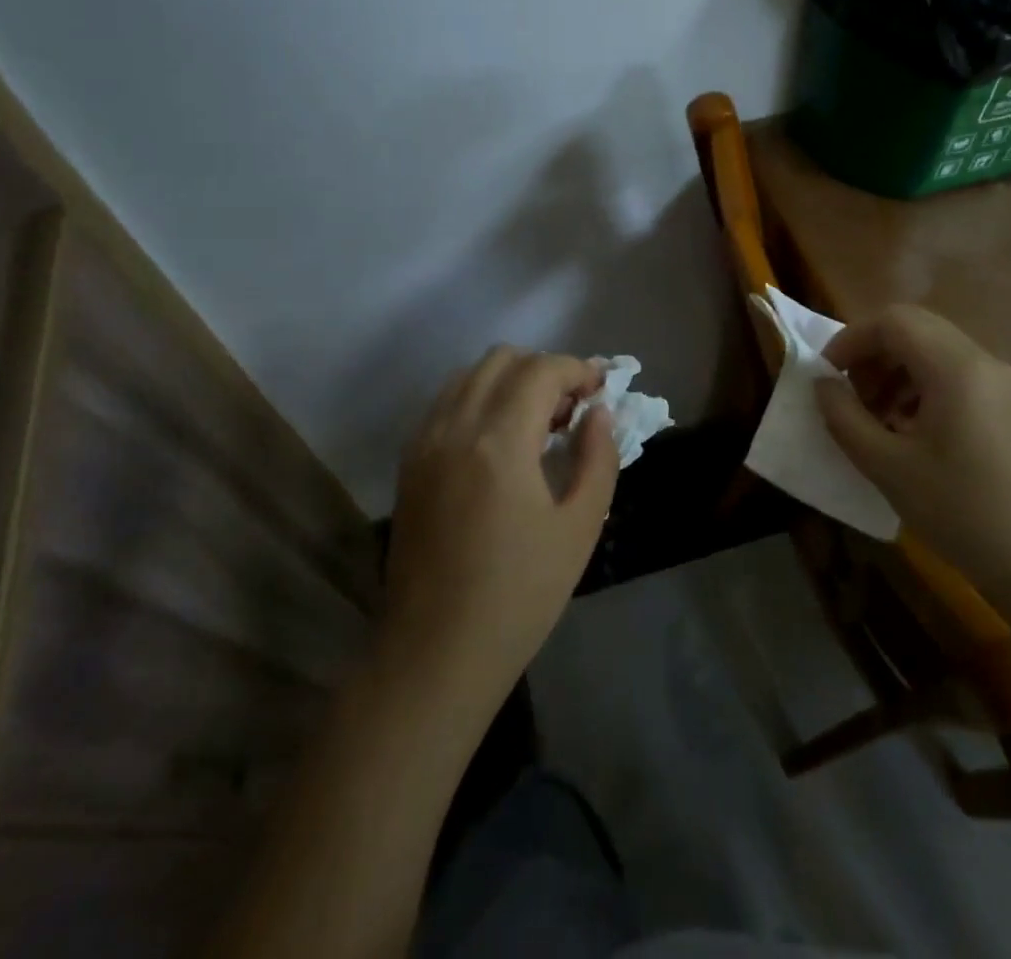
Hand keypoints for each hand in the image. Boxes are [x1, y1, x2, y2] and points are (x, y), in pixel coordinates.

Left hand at [381, 346, 618, 705]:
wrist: (436, 651)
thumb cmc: (519, 595)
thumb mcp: (579, 527)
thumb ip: (598, 458)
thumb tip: (600, 413)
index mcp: (500, 441)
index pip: (542, 370)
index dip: (578, 369)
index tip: (601, 389)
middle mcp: (455, 426)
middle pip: (502, 359)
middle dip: (544, 369)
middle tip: (571, 410)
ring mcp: (424, 442)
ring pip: (469, 375)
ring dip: (509, 380)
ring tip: (536, 422)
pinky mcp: (409, 461)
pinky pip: (446, 402)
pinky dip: (478, 398)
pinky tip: (498, 440)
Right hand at [813, 305, 1010, 609]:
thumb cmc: (963, 514)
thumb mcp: (888, 467)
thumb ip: (844, 417)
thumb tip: (821, 384)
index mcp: (956, 368)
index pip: (893, 321)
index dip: (850, 340)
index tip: (826, 376)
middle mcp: (984, 362)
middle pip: (915, 329)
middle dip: (872, 354)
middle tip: (849, 396)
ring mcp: (1005, 385)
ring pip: (935, 352)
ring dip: (895, 372)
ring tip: (876, 419)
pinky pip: (957, 377)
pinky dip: (922, 389)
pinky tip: (911, 434)